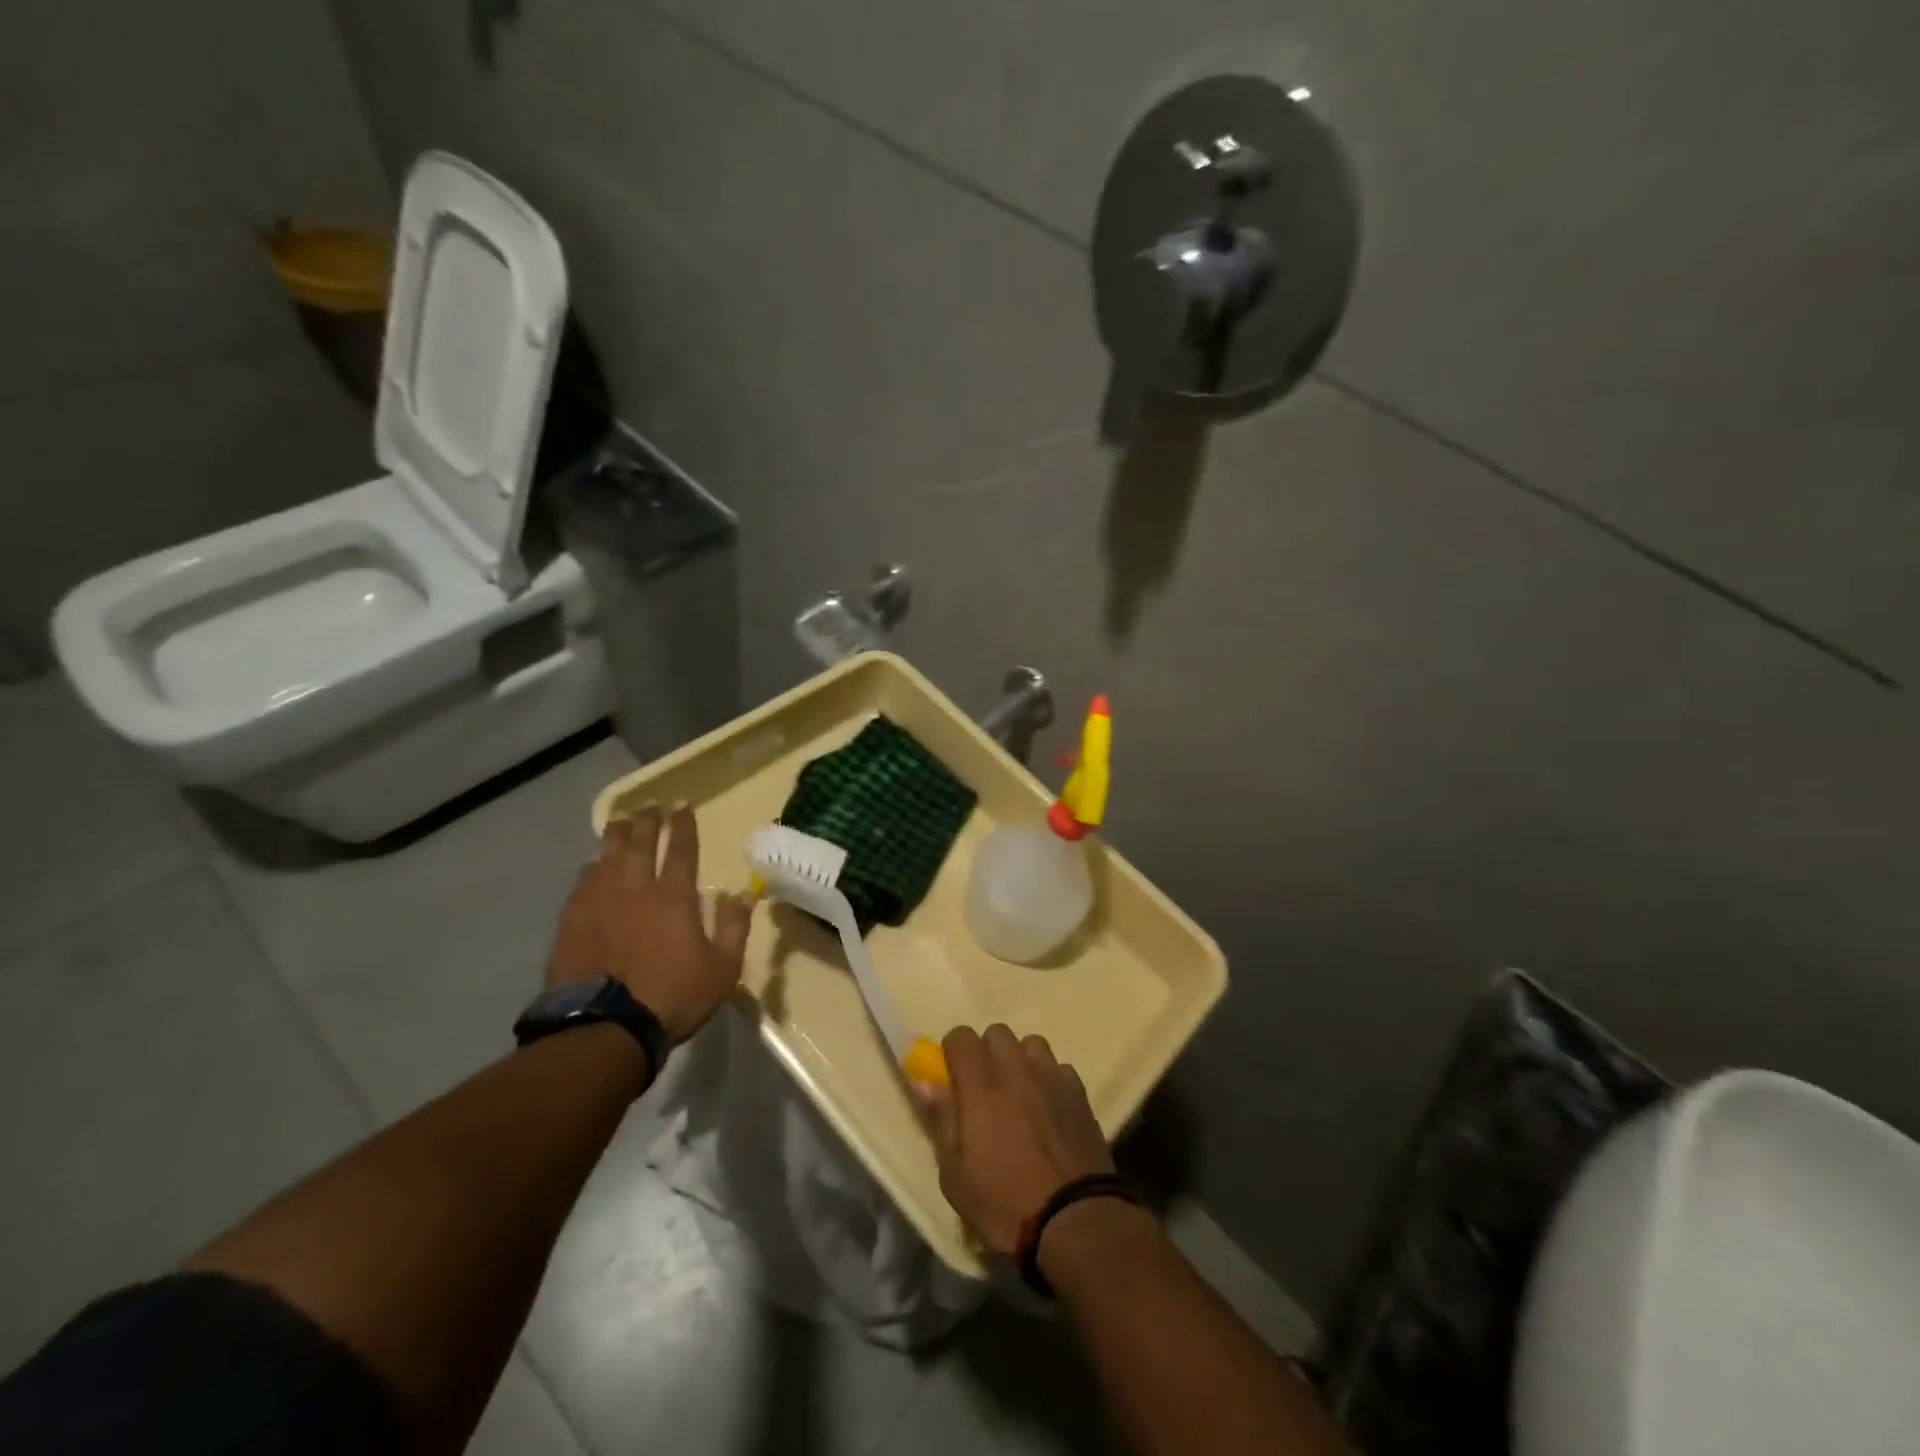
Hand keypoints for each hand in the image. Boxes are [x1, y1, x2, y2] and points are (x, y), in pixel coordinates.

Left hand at [546, 802, 754, 1042]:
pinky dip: (591, 866)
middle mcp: (636, 889)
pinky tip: (592, 862)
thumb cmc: (672, 998)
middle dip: (647, 820)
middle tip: (649, 804)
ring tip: (620, 819)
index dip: (683, 824)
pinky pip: (583, 881)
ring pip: (607, 856)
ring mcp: (600, 903)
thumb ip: (734, 928)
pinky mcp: (572, 921)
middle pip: (640, 843)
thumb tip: (743, 894)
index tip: (682, 804)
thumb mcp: (722, 969)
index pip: (681, 849)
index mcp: (674, 898)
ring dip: (616, 834)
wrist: (604, 1029)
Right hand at [921, 1024, 1114, 1255]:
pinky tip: (1049, 1109)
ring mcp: (1051, 1077)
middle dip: (986, 1052)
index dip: (953, 1052)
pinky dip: (1049, 1080)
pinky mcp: (1079, 1093)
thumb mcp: (956, 1176)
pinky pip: (1059, 1068)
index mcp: (981, 1086)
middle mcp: (1016, 1070)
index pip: (961, 1036)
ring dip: (1020, 1061)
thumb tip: (927, 1084)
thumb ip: (941, 1122)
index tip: (953, 1077)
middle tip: (984, 1089)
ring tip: (1020, 1094)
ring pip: (1031, 1044)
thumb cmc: (1005, 1203)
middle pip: (997, 1033)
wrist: (1074, 1220)